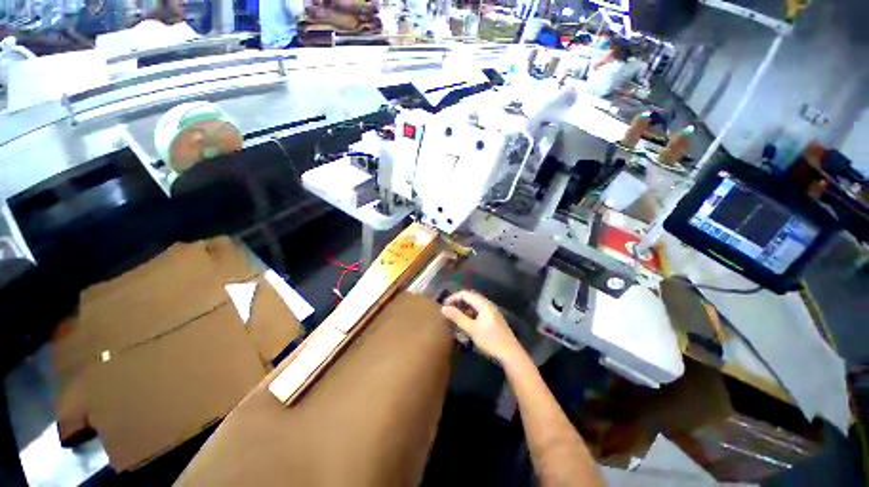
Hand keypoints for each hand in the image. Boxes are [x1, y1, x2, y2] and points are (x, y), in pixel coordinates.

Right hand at [441, 290, 524, 364]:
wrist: (510, 353)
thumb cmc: (490, 340)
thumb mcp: (471, 329)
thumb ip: (457, 317)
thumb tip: (443, 308)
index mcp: (483, 303)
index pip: (464, 294)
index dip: (453, 298)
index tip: (444, 307)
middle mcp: (487, 304)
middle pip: (469, 297)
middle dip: (457, 303)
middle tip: (448, 312)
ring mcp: (491, 311)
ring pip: (474, 305)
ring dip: (463, 309)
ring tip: (455, 318)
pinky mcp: (493, 318)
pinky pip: (478, 311)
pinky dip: (470, 314)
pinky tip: (467, 323)